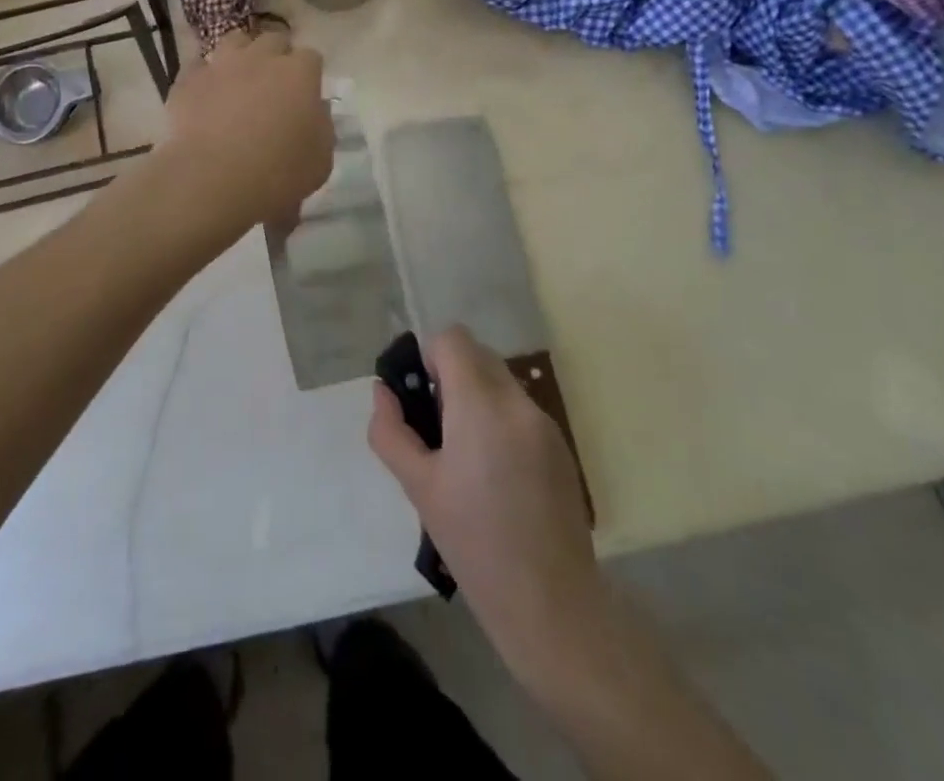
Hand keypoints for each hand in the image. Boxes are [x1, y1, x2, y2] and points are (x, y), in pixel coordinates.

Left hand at [160, 28, 332, 232]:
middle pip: (274, 40)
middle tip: (274, 84)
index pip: (311, 57)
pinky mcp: (189, 80)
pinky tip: (207, 95)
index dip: (309, 74)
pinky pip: (199, 67)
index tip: (306, 93)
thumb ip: (321, 126)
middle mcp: (261, 58)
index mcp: (299, 73)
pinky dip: (206, 77)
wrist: (215, 179)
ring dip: (241, 55)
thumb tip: (315, 109)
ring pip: (234, 41)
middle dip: (277, 56)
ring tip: (239, 79)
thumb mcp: (321, 159)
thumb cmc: (279, 173)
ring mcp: (222, 65)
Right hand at [368, 326, 599, 677]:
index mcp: (481, 405)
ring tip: (464, 455)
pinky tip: (495, 475)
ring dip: (476, 396)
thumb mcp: (419, 488)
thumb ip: (392, 432)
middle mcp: (517, 402)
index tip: (420, 398)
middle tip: (436, 427)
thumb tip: (383, 392)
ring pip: (500, 381)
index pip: (453, 339)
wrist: (551, 605)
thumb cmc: (474, 545)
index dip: (429, 357)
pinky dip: (500, 420)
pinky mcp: (561, 446)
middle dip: (451, 375)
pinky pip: (520, 410)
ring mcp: (545, 423)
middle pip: (478, 355)